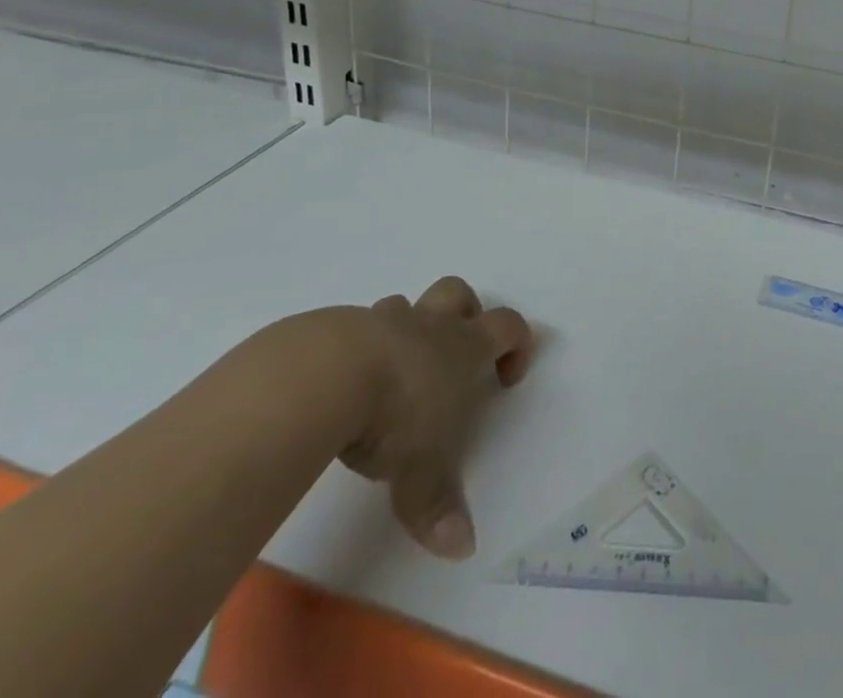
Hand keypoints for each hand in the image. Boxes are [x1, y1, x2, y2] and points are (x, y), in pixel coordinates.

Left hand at [335, 277, 533, 559]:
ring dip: (405, 331)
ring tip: (391, 376)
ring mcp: (381, 321)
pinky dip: (357, 351)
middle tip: (454, 354)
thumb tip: (463, 549)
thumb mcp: (420, 471)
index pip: (507, 325)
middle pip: (458, 293)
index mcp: (461, 347)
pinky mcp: (337, 329)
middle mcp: (427, 325)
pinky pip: (355, 329)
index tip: (507, 378)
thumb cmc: (393, 414)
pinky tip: (342, 387)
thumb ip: (439, 506)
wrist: (325, 375)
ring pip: (404, 307)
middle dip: (464, 313)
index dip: (517, 344)